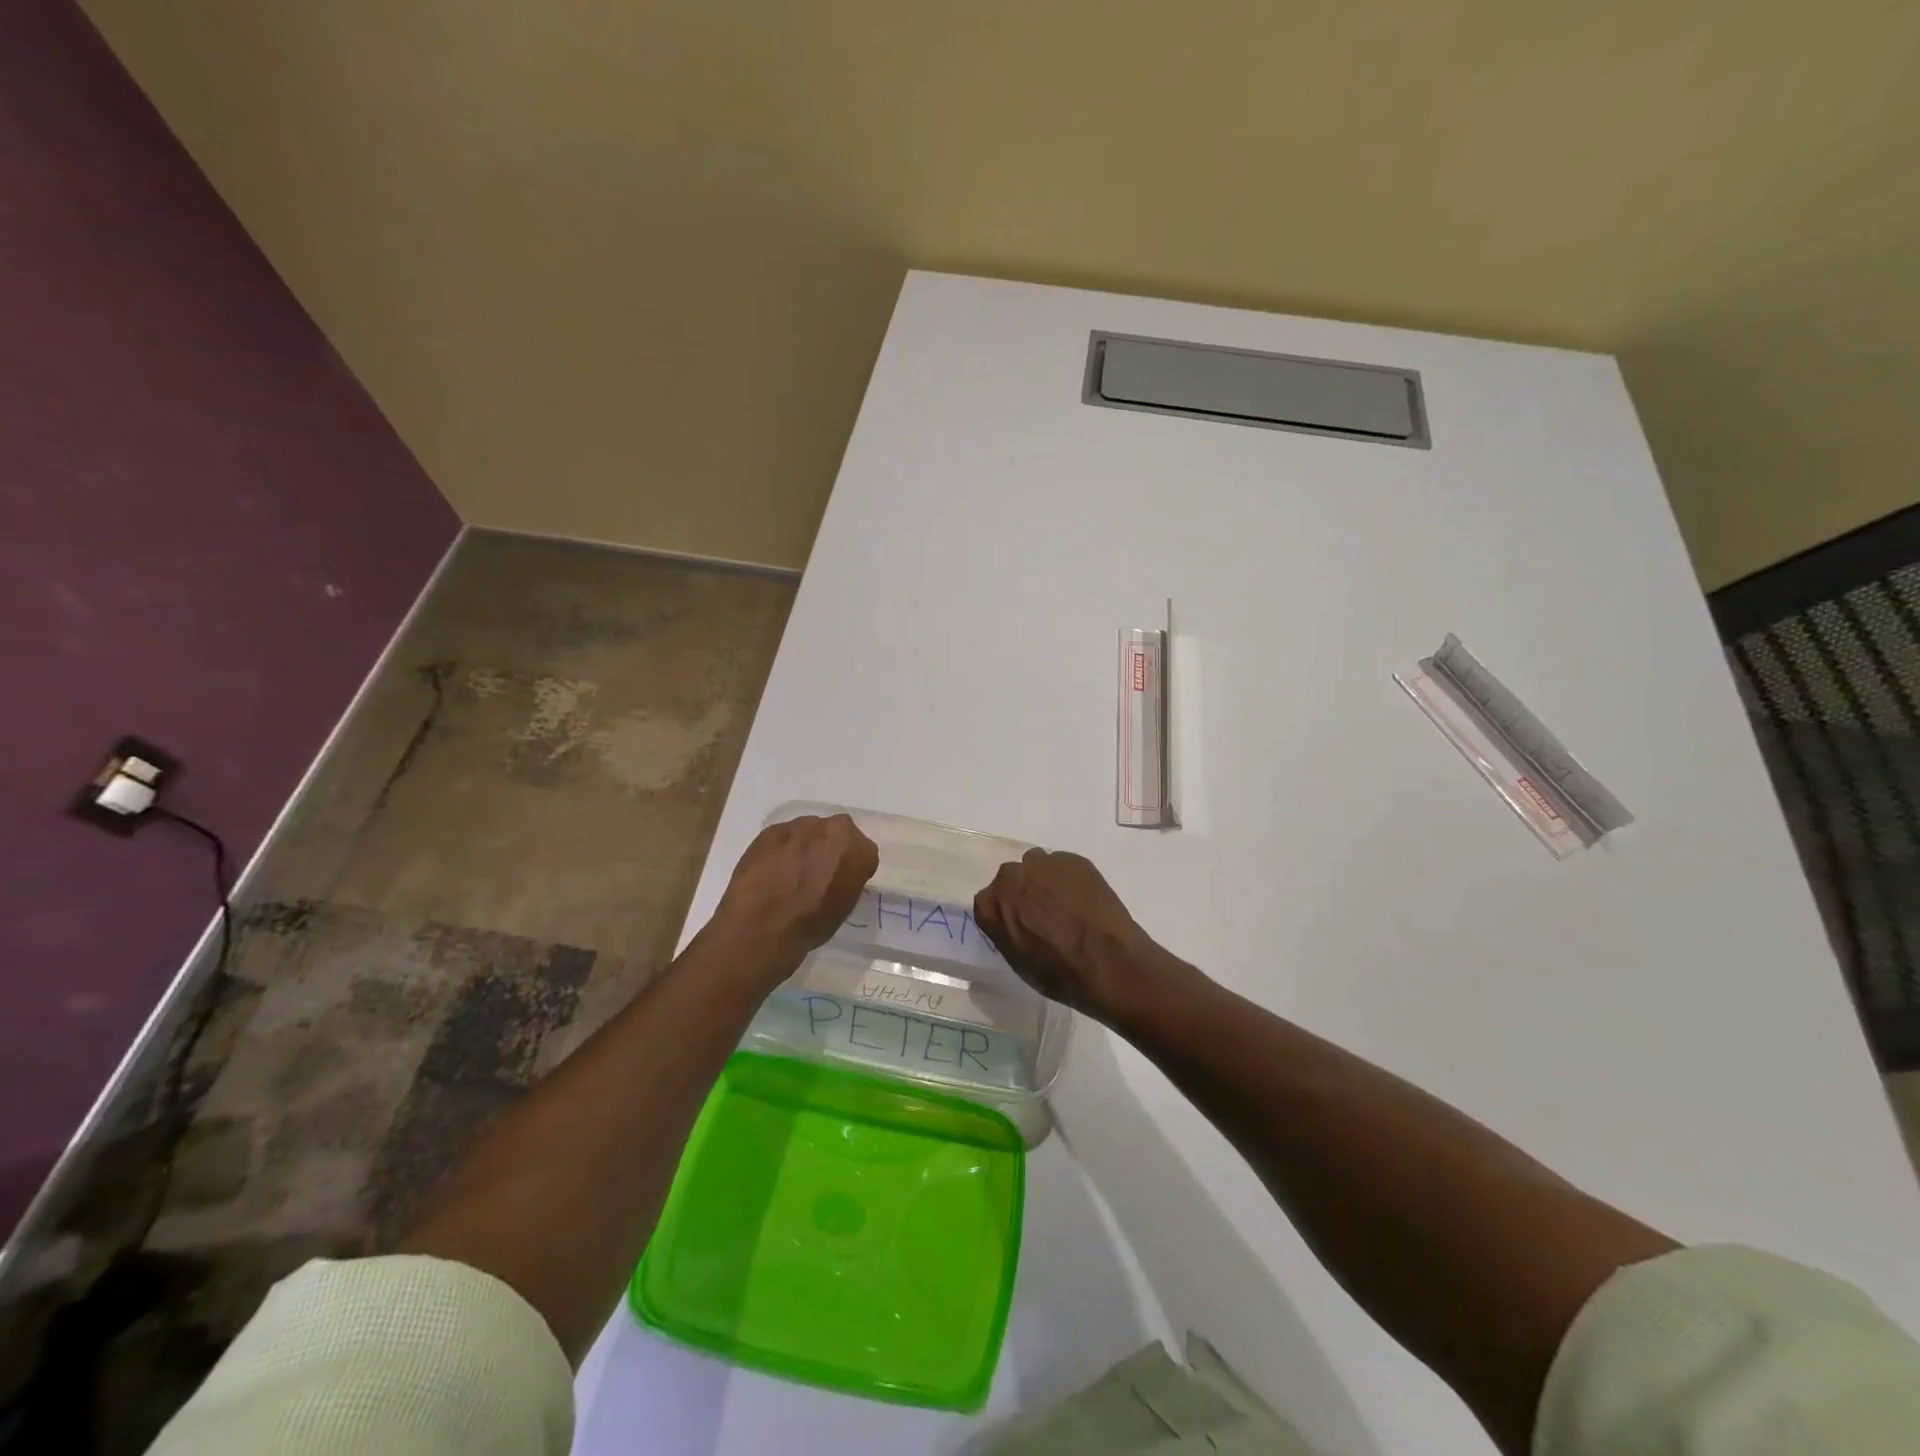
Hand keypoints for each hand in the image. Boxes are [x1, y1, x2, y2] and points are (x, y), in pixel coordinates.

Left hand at [711, 814, 878, 971]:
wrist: (762, 926)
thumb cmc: (810, 924)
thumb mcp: (844, 906)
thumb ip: (848, 880)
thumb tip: (837, 876)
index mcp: (858, 849)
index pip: (863, 852)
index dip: (852, 868)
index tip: (842, 882)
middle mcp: (833, 829)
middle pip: (836, 834)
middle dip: (829, 848)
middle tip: (817, 873)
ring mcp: (799, 826)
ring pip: (808, 832)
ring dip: (804, 847)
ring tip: (789, 874)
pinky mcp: (771, 830)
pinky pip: (783, 837)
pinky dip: (780, 850)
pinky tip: (771, 871)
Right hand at [972, 849, 1163, 1014]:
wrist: (1108, 962)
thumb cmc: (1060, 973)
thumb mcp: (1019, 962)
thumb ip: (1007, 932)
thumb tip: (1013, 921)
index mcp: (992, 905)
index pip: (987, 902)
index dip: (1004, 912)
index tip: (1018, 924)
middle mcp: (1012, 877)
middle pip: (1011, 878)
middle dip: (1023, 891)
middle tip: (1043, 913)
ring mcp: (1044, 864)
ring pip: (1038, 865)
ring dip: (1045, 880)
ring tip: (1066, 903)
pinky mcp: (1073, 860)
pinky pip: (1064, 865)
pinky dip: (1070, 878)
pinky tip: (1085, 899)